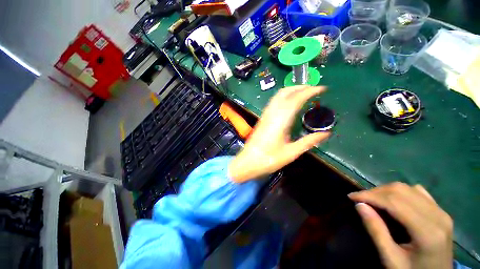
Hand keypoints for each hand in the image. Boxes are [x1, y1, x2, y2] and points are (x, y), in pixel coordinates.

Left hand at [228, 86, 330, 182]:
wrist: (248, 161)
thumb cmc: (269, 159)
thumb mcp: (291, 153)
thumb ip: (308, 142)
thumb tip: (326, 133)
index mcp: (280, 121)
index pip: (295, 99)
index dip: (309, 91)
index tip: (322, 89)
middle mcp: (272, 114)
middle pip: (285, 93)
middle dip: (300, 87)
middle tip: (314, 89)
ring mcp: (265, 115)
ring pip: (278, 96)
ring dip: (291, 90)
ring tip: (304, 92)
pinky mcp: (262, 118)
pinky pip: (273, 102)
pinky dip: (284, 96)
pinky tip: (289, 102)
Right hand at [349, 182, 453, 268]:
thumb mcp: (391, 259)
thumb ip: (376, 231)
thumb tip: (359, 205)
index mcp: (428, 232)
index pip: (395, 203)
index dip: (370, 196)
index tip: (351, 196)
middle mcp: (438, 216)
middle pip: (401, 191)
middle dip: (376, 192)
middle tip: (360, 199)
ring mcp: (442, 212)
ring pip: (408, 188)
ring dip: (386, 191)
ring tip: (373, 200)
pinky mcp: (441, 211)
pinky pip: (418, 192)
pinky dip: (400, 192)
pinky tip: (393, 201)